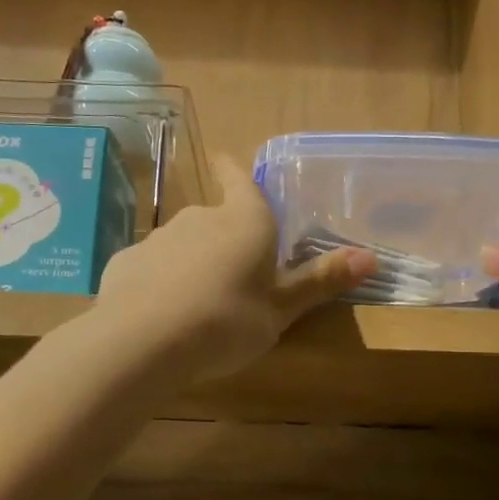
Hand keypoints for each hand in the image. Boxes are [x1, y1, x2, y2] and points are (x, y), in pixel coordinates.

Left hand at [97, 159, 375, 380]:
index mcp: (245, 222)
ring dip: (194, 260)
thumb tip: (371, 257)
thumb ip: (320, 282)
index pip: (241, 182)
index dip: (235, 171)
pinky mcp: (127, 262)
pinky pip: (154, 267)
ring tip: (202, 300)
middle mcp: (200, 218)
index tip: (224, 157)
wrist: (142, 342)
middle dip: (225, 235)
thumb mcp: (281, 309)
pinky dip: (162, 282)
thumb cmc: (227, 321)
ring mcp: (159, 238)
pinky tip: (163, 314)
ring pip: (184, 243)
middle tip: (237, 269)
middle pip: (216, 218)